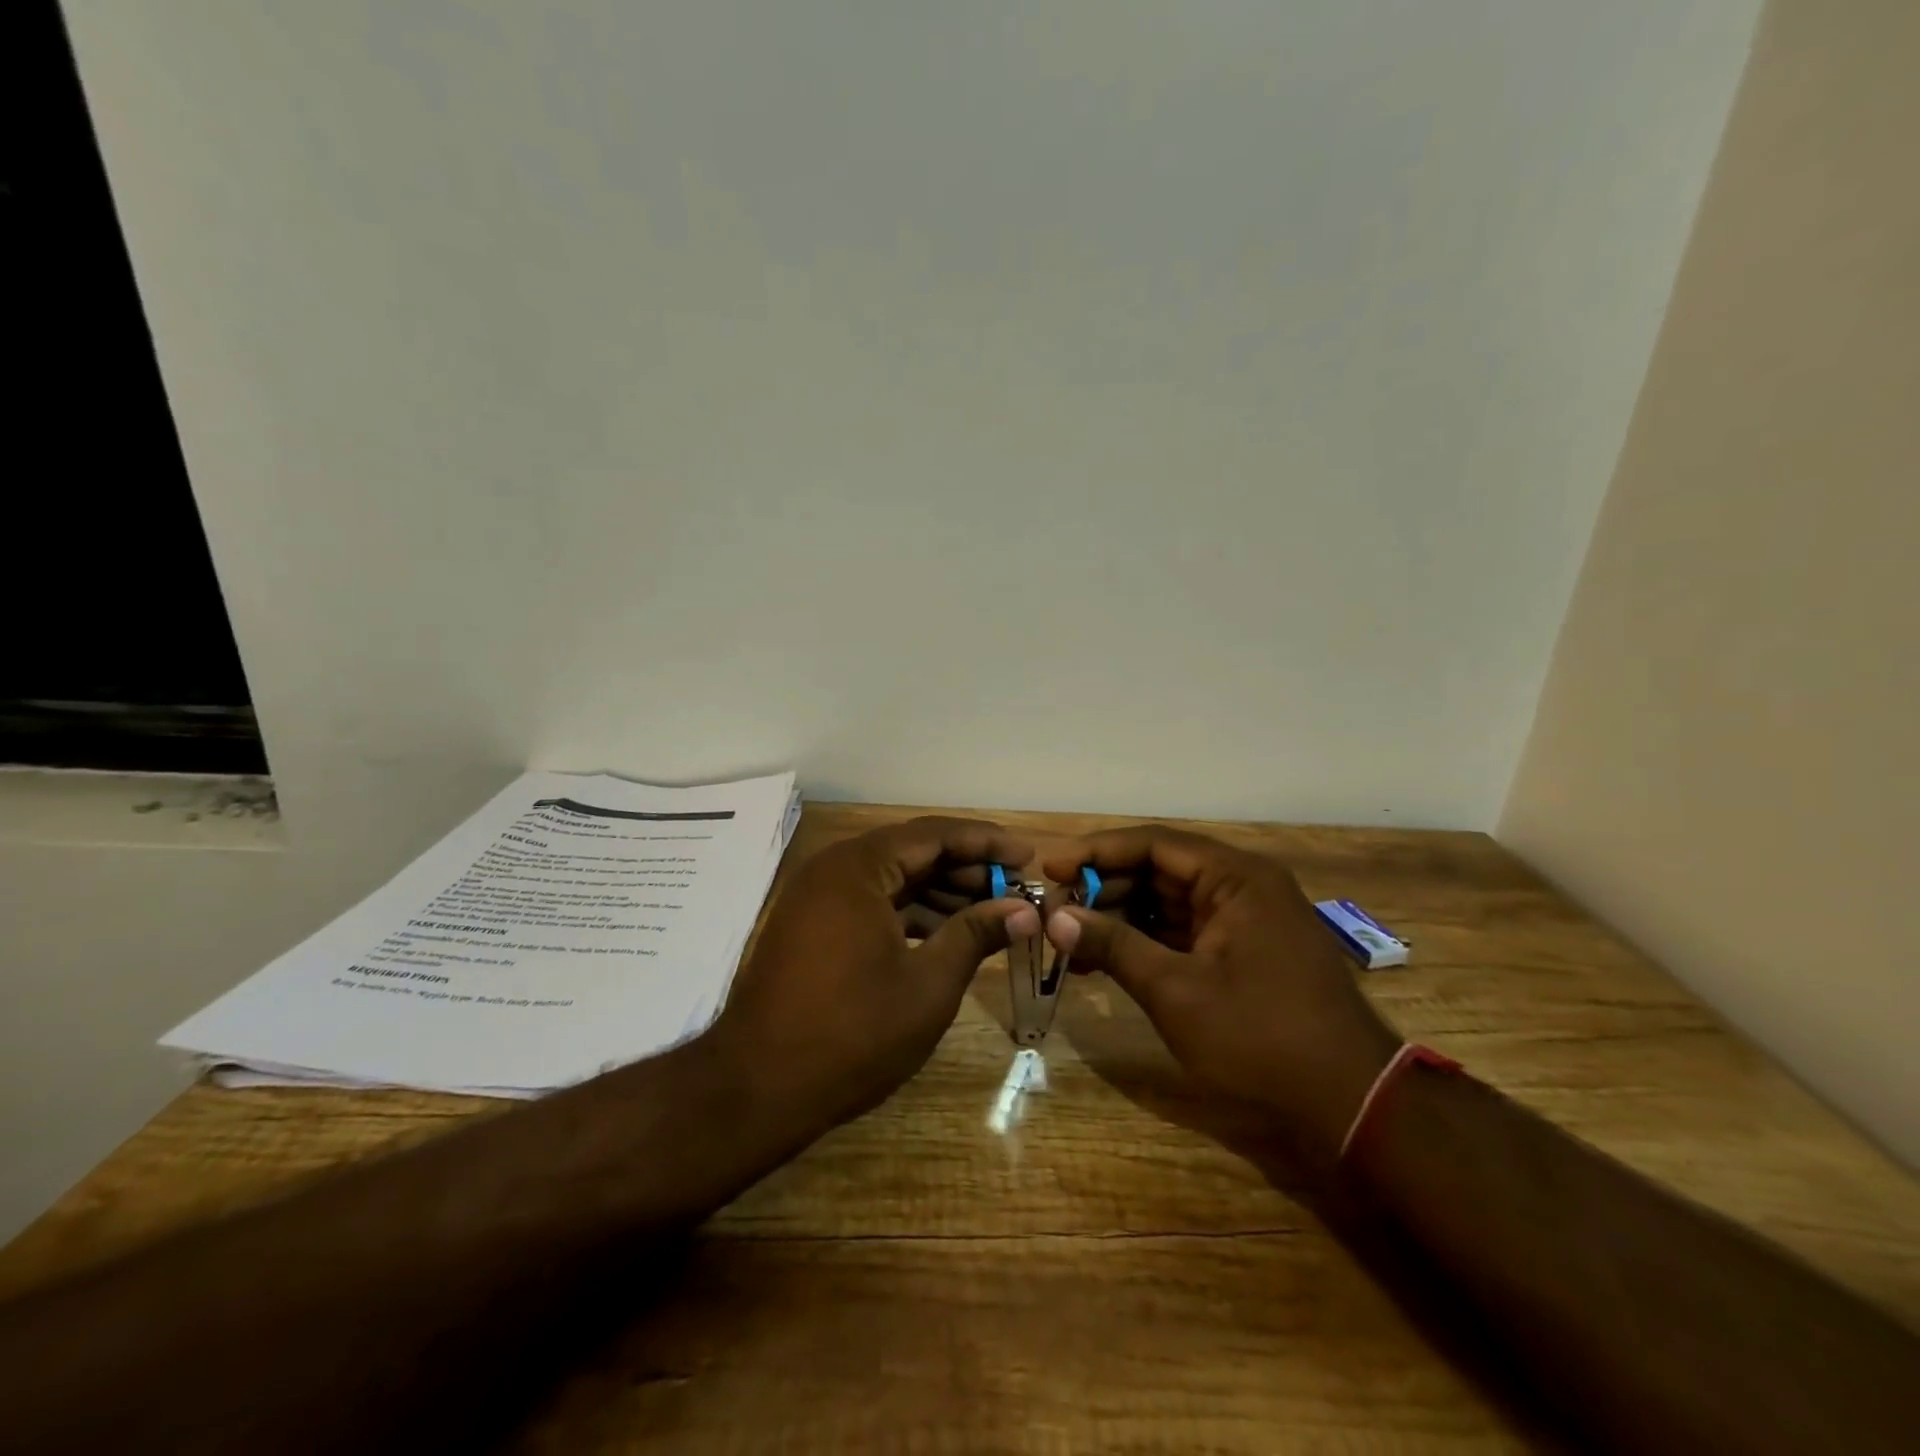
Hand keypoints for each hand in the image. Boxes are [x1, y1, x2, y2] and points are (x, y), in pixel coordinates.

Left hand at [710, 817, 1038, 1130]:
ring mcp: (819, 898)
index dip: (986, 842)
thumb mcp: (928, 985)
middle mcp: (834, 870)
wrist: (756, 1090)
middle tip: (1016, 890)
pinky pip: (873, 903)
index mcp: (858, 868)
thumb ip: (976, 935)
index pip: (935, 834)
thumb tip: (1023, 910)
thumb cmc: (851, 1034)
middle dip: (967, 869)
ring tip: (992, 914)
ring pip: (893, 879)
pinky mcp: (813, 927)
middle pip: (913, 852)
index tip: (1027, 856)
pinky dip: (912, 914)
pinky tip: (947, 935)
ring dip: (942, 894)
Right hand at [1041, 826, 1400, 1167]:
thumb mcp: (1177, 991)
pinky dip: (1144, 942)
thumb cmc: (1261, 1037)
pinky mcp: (1242, 952)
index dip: (1097, 852)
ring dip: (1119, 917)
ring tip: (1070, 939)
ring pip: (1167, 903)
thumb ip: (1115, 946)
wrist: (1351, 1102)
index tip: (1050, 866)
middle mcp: (1241, 886)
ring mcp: (1244, 920)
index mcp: (1236, 877)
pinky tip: (1104, 960)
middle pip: (1159, 870)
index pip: (1154, 844)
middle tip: (1054, 911)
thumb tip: (1056, 917)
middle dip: (1103, 889)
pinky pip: (1182, 931)